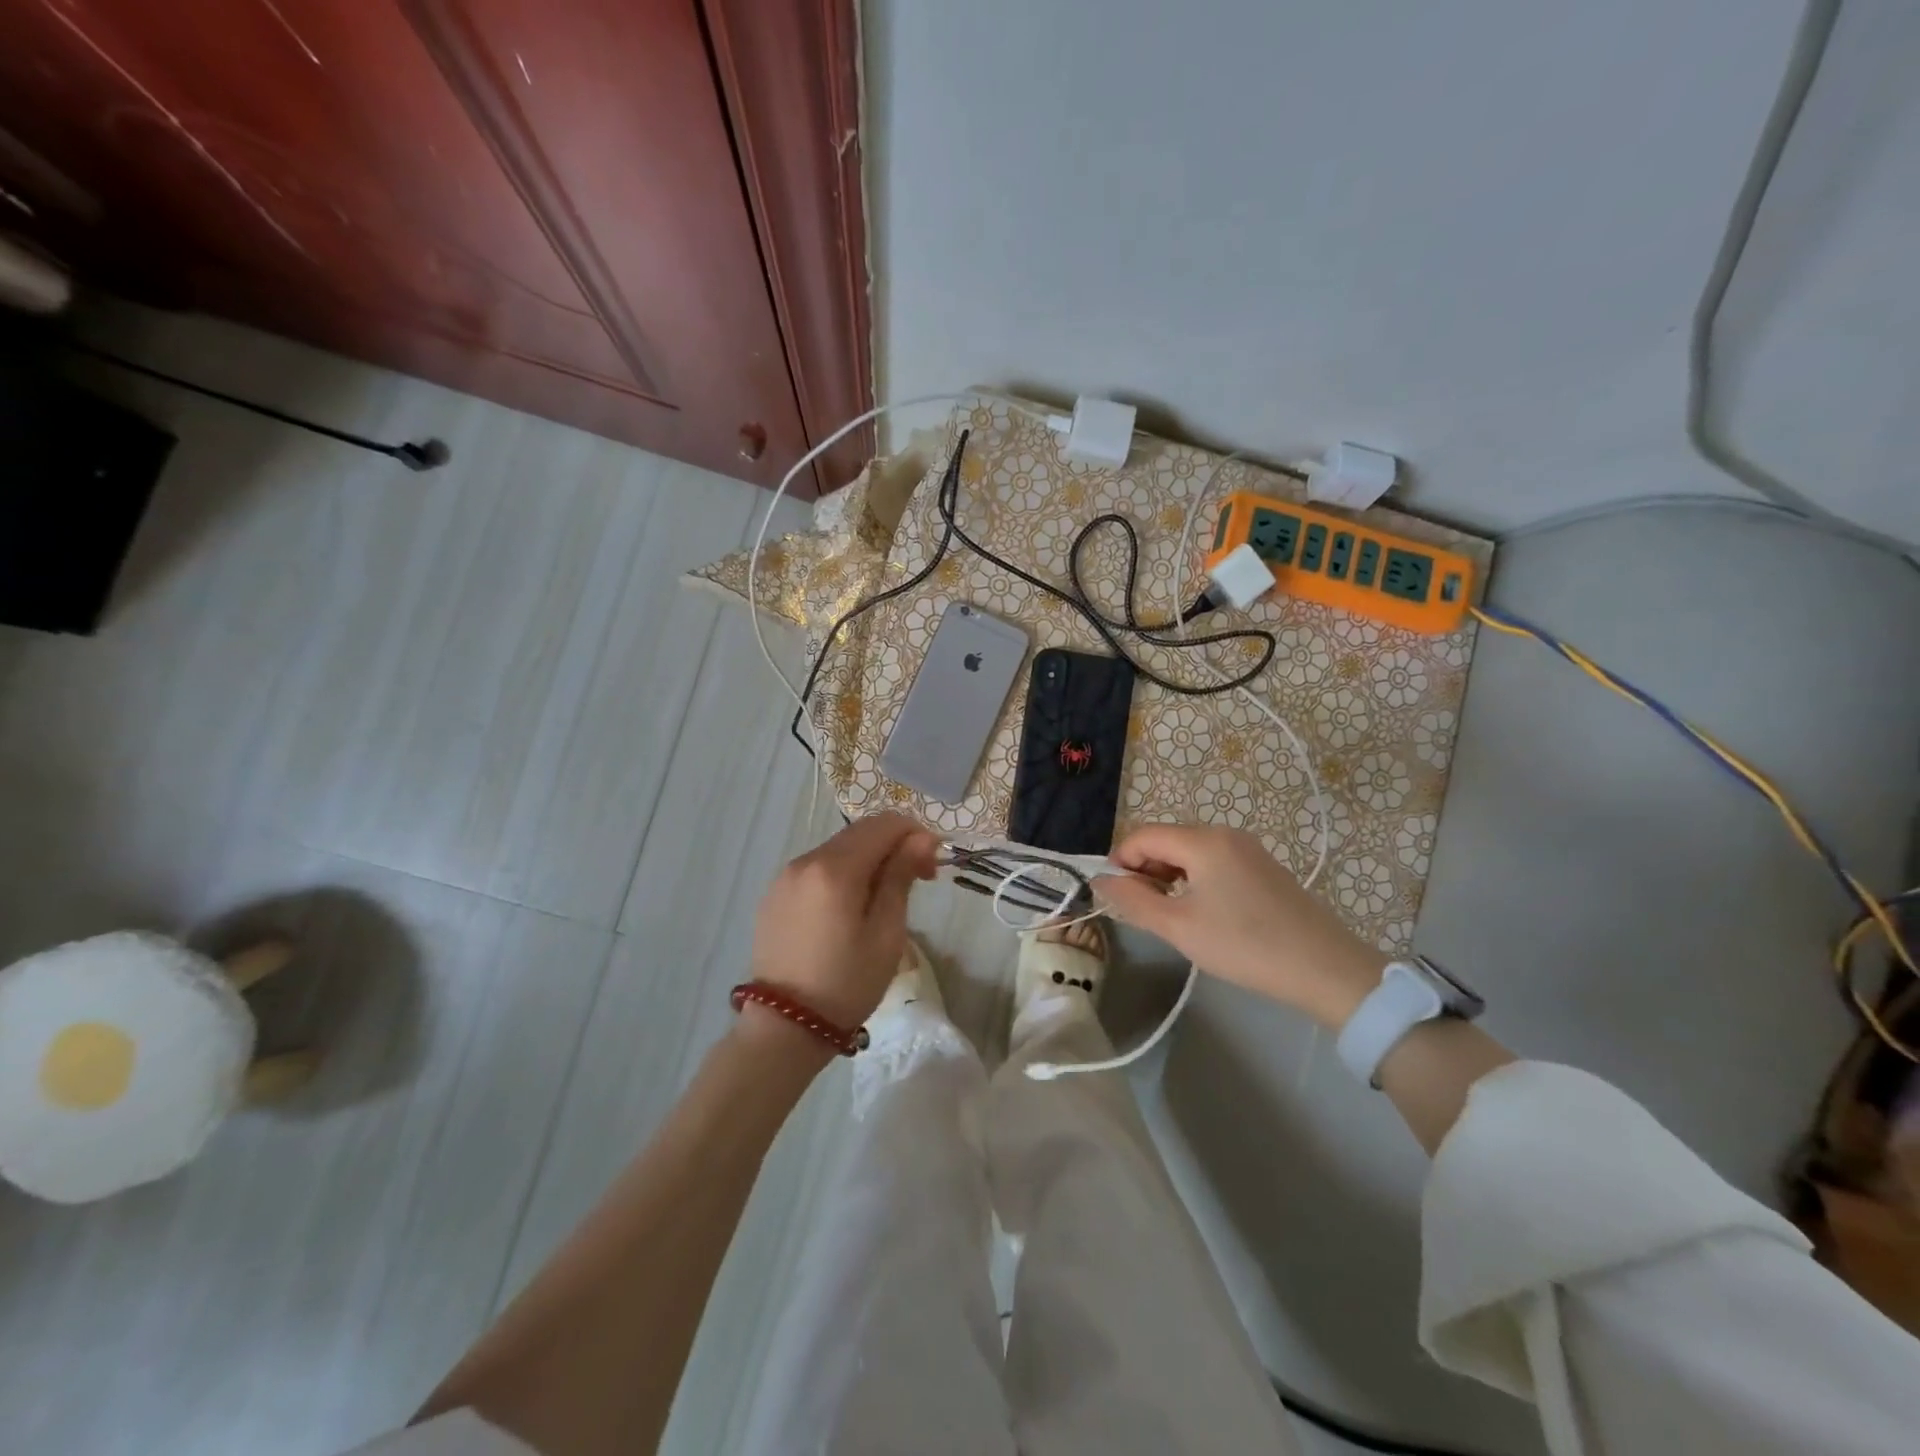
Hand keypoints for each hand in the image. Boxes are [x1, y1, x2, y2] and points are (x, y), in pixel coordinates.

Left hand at [748, 813, 938, 1029]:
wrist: (784, 1027)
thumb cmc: (846, 983)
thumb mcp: (886, 933)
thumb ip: (901, 877)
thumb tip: (921, 838)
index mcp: (835, 868)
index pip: (884, 824)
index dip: (915, 835)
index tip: (932, 868)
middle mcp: (805, 860)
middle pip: (860, 832)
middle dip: (894, 846)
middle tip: (917, 882)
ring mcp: (785, 876)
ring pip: (838, 849)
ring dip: (868, 860)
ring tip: (883, 900)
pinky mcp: (774, 894)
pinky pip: (817, 869)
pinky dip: (842, 874)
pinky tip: (849, 909)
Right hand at [1094, 824, 1386, 1028]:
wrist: (1326, 969)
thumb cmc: (1244, 945)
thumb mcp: (1178, 926)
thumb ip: (1133, 900)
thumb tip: (1100, 881)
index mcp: (1202, 840)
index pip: (1142, 835)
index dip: (1120, 862)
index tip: (1116, 898)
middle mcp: (1224, 833)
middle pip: (1166, 839)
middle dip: (1145, 869)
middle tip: (1144, 912)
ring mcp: (1248, 848)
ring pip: (1190, 851)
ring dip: (1169, 876)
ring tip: (1172, 916)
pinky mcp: (1264, 867)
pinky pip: (1214, 861)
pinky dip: (1195, 879)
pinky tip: (1204, 913)